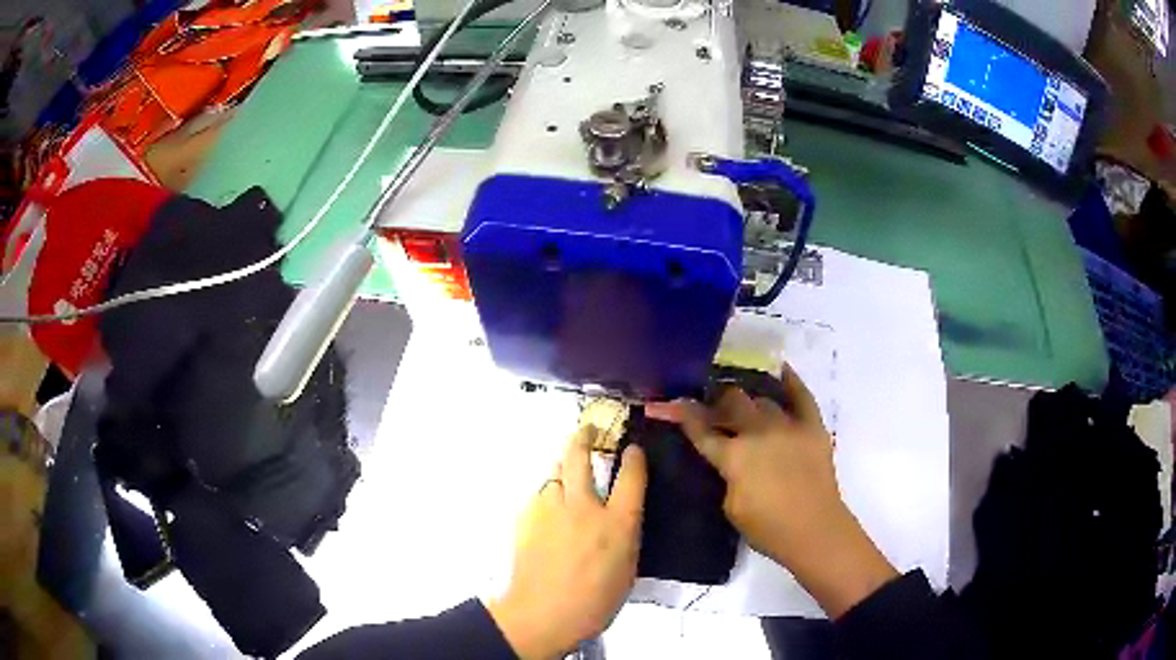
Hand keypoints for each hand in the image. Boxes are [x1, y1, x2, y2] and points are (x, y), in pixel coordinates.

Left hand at [485, 427, 646, 658]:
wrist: (543, 613)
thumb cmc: (595, 601)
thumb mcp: (627, 568)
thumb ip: (624, 534)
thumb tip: (619, 515)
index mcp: (618, 523)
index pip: (631, 476)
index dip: (634, 457)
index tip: (633, 449)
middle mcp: (584, 507)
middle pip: (581, 457)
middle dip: (584, 437)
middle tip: (587, 429)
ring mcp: (551, 509)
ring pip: (554, 472)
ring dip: (562, 468)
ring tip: (565, 474)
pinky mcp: (527, 517)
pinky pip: (540, 495)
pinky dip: (547, 496)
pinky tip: (549, 511)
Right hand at [646, 365, 897, 617]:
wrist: (814, 531)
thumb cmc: (767, 529)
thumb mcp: (730, 507)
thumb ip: (726, 476)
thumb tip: (730, 459)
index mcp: (734, 456)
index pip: (701, 429)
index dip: (681, 414)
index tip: (667, 402)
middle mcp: (758, 433)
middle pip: (732, 402)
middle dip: (717, 403)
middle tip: (714, 410)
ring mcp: (787, 426)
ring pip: (761, 399)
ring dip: (748, 402)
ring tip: (743, 404)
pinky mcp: (812, 427)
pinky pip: (802, 396)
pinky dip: (791, 381)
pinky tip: (781, 369)